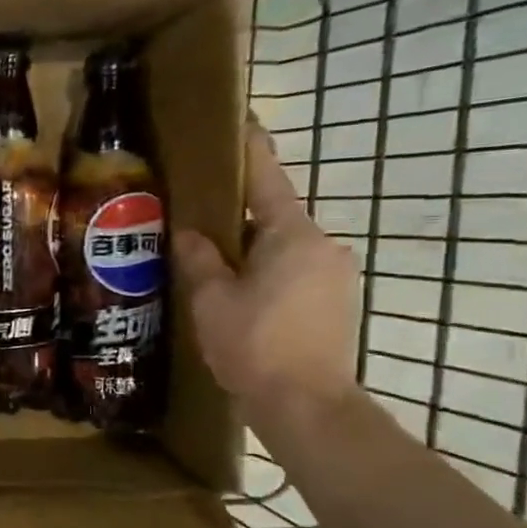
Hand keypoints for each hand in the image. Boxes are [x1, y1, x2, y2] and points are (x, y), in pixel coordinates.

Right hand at [172, 121, 360, 425]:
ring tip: (211, 263)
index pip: (266, 180)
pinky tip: (238, 293)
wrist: (307, 405)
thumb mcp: (211, 299)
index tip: (241, 122)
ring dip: (250, 250)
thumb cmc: (255, 344)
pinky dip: (266, 272)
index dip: (250, 151)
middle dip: (238, 215)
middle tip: (198, 216)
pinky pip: (294, 271)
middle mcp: (323, 245)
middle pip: (274, 216)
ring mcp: (335, 274)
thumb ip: (199, 259)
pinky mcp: (336, 302)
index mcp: (292, 235)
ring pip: (283, 248)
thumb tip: (190, 233)